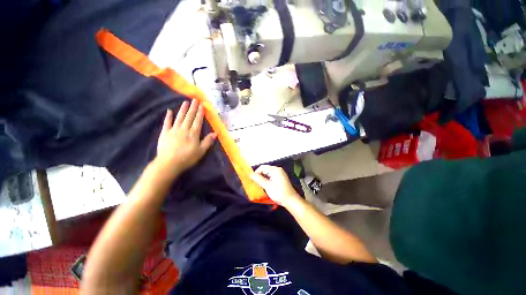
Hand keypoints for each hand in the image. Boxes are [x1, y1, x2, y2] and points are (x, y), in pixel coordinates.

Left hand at [155, 100, 215, 177]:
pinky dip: (168, 116)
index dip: (200, 112)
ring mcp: (173, 130)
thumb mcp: (201, 151)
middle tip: (195, 99)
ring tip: (185, 102)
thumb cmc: (187, 158)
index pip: (198, 120)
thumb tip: (215, 133)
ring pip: (179, 117)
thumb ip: (208, 141)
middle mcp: (184, 129)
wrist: (169, 163)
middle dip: (193, 108)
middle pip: (189, 116)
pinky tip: (169, 111)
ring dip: (183, 109)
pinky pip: (167, 123)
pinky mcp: (165, 133)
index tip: (201, 105)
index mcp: (193, 133)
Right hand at [250, 165, 301, 207]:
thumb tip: (250, 174)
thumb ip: (258, 179)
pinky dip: (267, 180)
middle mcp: (278, 169)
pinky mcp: (280, 178)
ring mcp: (280, 174)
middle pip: (265, 169)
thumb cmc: (279, 192)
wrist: (291, 200)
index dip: (256, 173)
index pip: (262, 167)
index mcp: (275, 170)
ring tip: (260, 185)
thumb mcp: (267, 186)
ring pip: (268, 173)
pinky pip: (271, 176)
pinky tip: (265, 186)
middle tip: (256, 183)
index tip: (252, 180)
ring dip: (263, 178)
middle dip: (259, 175)